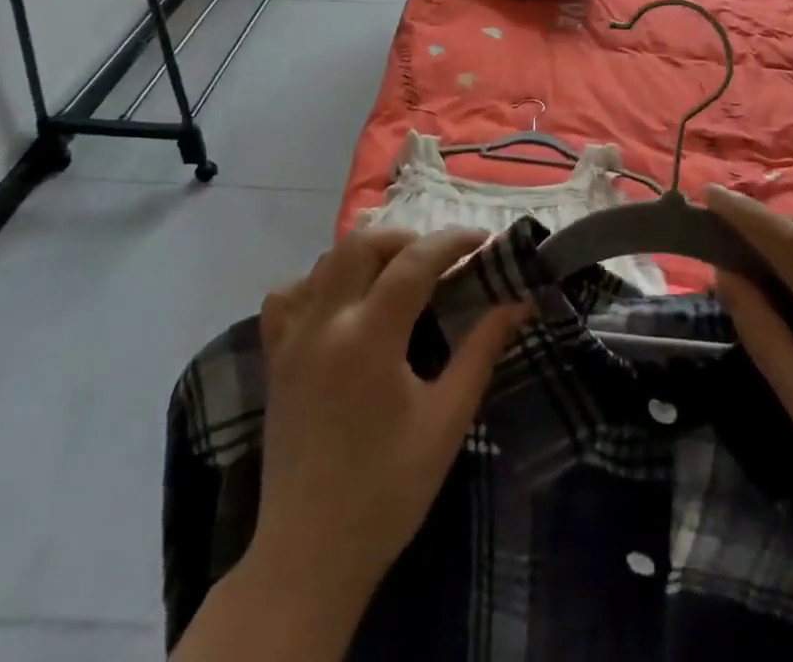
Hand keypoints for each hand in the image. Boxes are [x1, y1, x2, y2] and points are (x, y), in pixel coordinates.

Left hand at [252, 228, 528, 598]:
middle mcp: (325, 322)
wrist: (311, 553)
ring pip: (325, 261)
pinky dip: (317, 282)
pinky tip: (339, 301)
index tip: (482, 239)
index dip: (451, 241)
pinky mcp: (275, 358)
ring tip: (398, 274)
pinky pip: (288, 296)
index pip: (413, 261)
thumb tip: (517, 302)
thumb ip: (481, 350)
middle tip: (440, 258)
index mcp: (369, 337)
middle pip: (362, 244)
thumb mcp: (447, 419)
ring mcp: (292, 338)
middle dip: (407, 239)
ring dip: (366, 254)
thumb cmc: (389, 488)